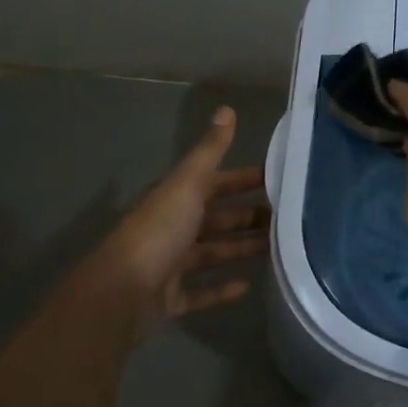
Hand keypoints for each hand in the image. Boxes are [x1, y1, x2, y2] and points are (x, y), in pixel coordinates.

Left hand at [86, 106, 268, 333]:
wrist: (120, 293)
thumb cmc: (158, 232)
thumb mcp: (188, 184)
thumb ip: (210, 151)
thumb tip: (227, 108)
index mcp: (175, 198)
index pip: (215, 182)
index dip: (243, 179)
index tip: (277, 180)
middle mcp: (172, 228)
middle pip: (217, 218)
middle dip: (248, 216)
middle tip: (287, 218)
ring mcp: (170, 265)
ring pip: (212, 252)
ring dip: (240, 248)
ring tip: (277, 248)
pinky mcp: (170, 298)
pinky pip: (201, 292)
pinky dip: (222, 289)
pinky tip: (248, 286)